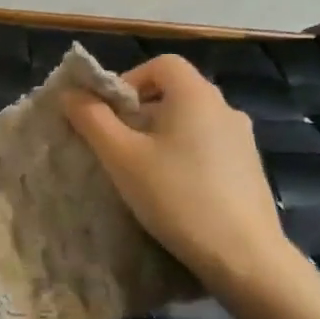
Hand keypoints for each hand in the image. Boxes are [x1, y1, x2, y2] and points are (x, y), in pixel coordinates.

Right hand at [63, 55, 295, 295]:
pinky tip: (173, 191)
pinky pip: (207, 146)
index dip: (128, 80)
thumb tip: (70, 93)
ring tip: (141, 172)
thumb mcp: (121, 157)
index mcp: (196, 95)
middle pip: (174, 92)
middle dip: (139, 112)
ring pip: (190, 122)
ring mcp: (242, 139)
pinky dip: (184, 155)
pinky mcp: (249, 168)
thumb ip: (92, 120)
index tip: (108, 115)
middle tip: (115, 146)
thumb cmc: (175, 195)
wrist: (243, 255)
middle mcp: (224, 107)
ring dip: (160, 136)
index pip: (160, 64)